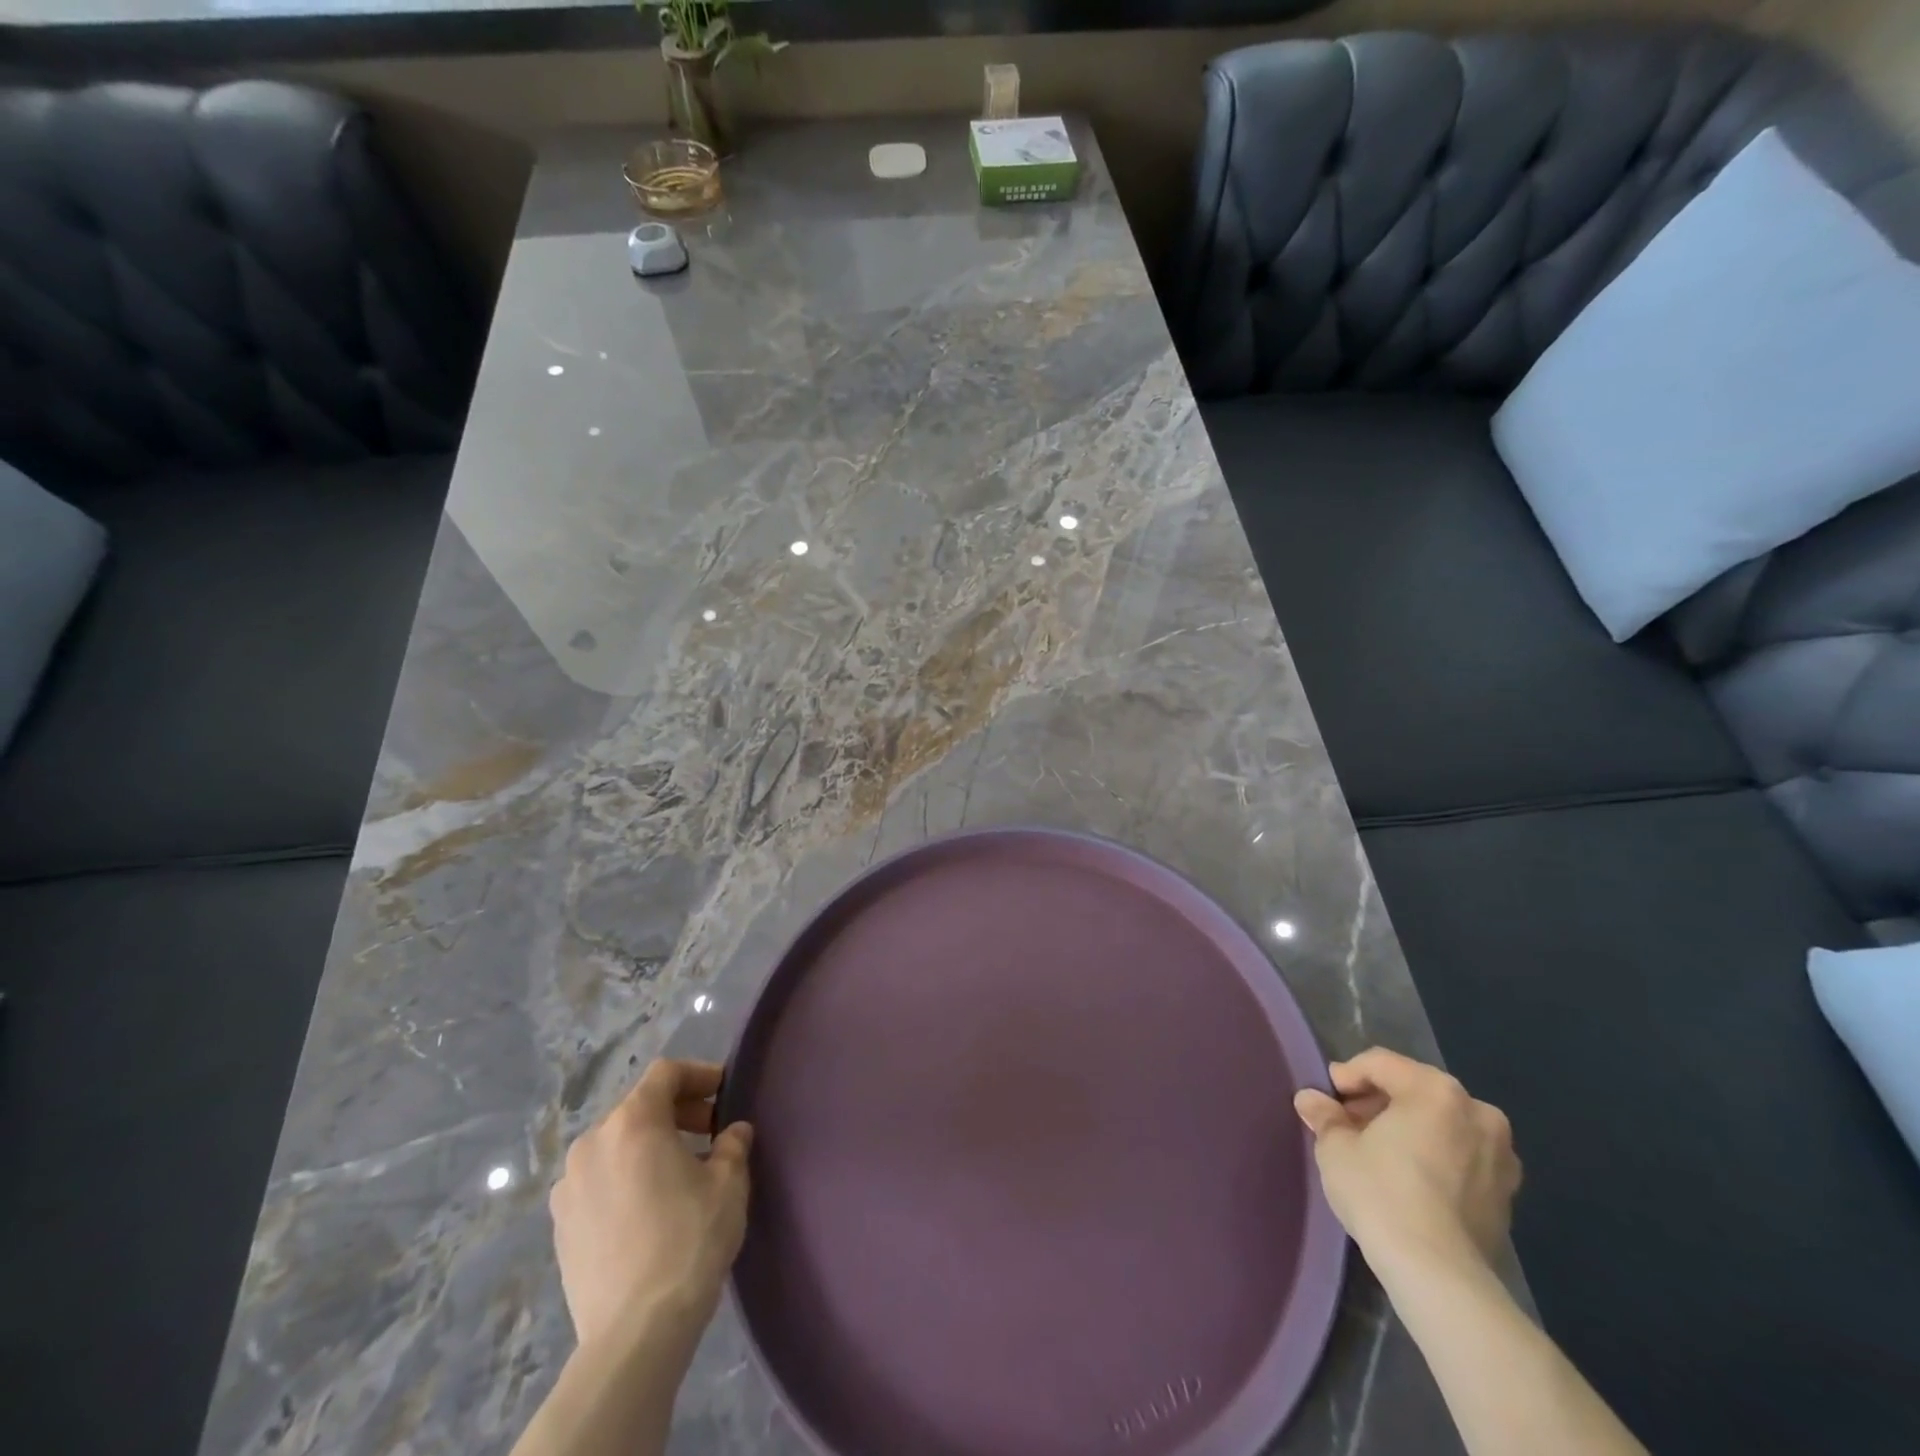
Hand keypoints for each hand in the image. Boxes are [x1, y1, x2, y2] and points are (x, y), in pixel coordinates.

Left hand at [549, 1059, 753, 1350]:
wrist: (635, 1331)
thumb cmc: (689, 1240)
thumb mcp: (728, 1183)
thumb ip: (732, 1145)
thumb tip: (734, 1132)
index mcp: (632, 1122)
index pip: (665, 1074)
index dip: (699, 1074)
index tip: (724, 1092)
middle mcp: (592, 1143)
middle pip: (638, 1107)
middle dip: (677, 1111)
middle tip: (710, 1132)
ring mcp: (569, 1186)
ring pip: (616, 1144)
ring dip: (649, 1145)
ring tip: (680, 1172)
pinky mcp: (560, 1225)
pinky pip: (598, 1180)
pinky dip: (625, 1176)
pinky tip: (649, 1207)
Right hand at [1294, 1048, 1520, 1282]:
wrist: (1439, 1275)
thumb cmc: (1381, 1193)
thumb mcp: (1336, 1148)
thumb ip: (1325, 1116)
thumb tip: (1310, 1100)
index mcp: (1435, 1090)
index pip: (1381, 1064)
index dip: (1348, 1076)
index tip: (1327, 1099)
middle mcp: (1477, 1112)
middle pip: (1416, 1090)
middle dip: (1380, 1102)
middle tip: (1350, 1125)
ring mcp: (1501, 1155)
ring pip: (1443, 1124)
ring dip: (1411, 1129)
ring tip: (1380, 1153)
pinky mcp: (1508, 1195)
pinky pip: (1463, 1157)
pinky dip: (1437, 1157)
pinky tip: (1411, 1181)